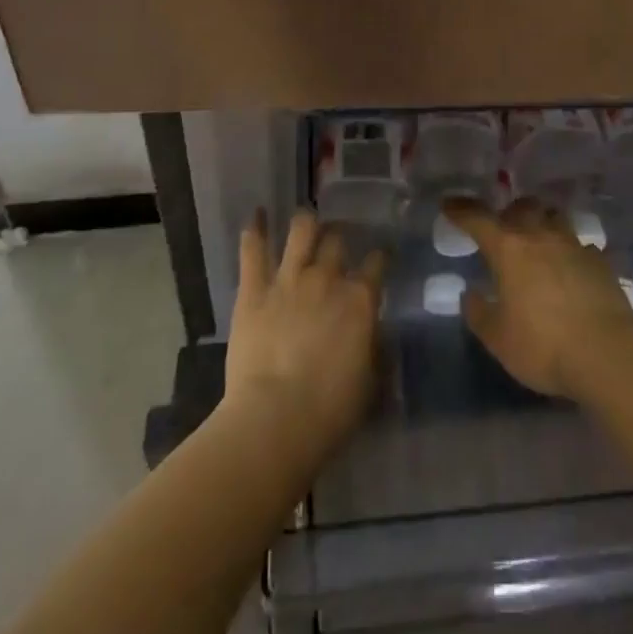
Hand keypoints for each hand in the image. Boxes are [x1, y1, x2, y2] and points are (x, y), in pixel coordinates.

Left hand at [225, 209, 385, 464]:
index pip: (377, 263)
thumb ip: (376, 351)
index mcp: (360, 299)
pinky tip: (255, 215)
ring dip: (305, 224)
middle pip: (337, 241)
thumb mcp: (370, 384)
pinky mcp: (254, 289)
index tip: (378, 259)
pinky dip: (254, 229)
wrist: (275, 419)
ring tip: (305, 222)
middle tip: (336, 243)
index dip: (379, 258)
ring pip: (301, 231)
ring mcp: (289, 279)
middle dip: (339, 238)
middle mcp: (327, 278)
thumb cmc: (330, 410)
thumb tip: (377, 336)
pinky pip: (253, 249)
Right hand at [443, 197, 632, 399]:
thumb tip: (470, 294)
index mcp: (509, 249)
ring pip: (555, 218)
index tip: (448, 204)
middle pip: (523, 207)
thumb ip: (479, 314)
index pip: (478, 219)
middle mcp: (541, 237)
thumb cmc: (543, 345)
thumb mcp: (498, 338)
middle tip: (502, 226)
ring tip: (537, 241)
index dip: (461, 210)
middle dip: (509, 212)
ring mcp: (575, 246)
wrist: (609, 354)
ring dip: (542, 223)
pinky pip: (580, 246)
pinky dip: (570, 251)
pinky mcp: (601, 263)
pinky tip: (570, 269)